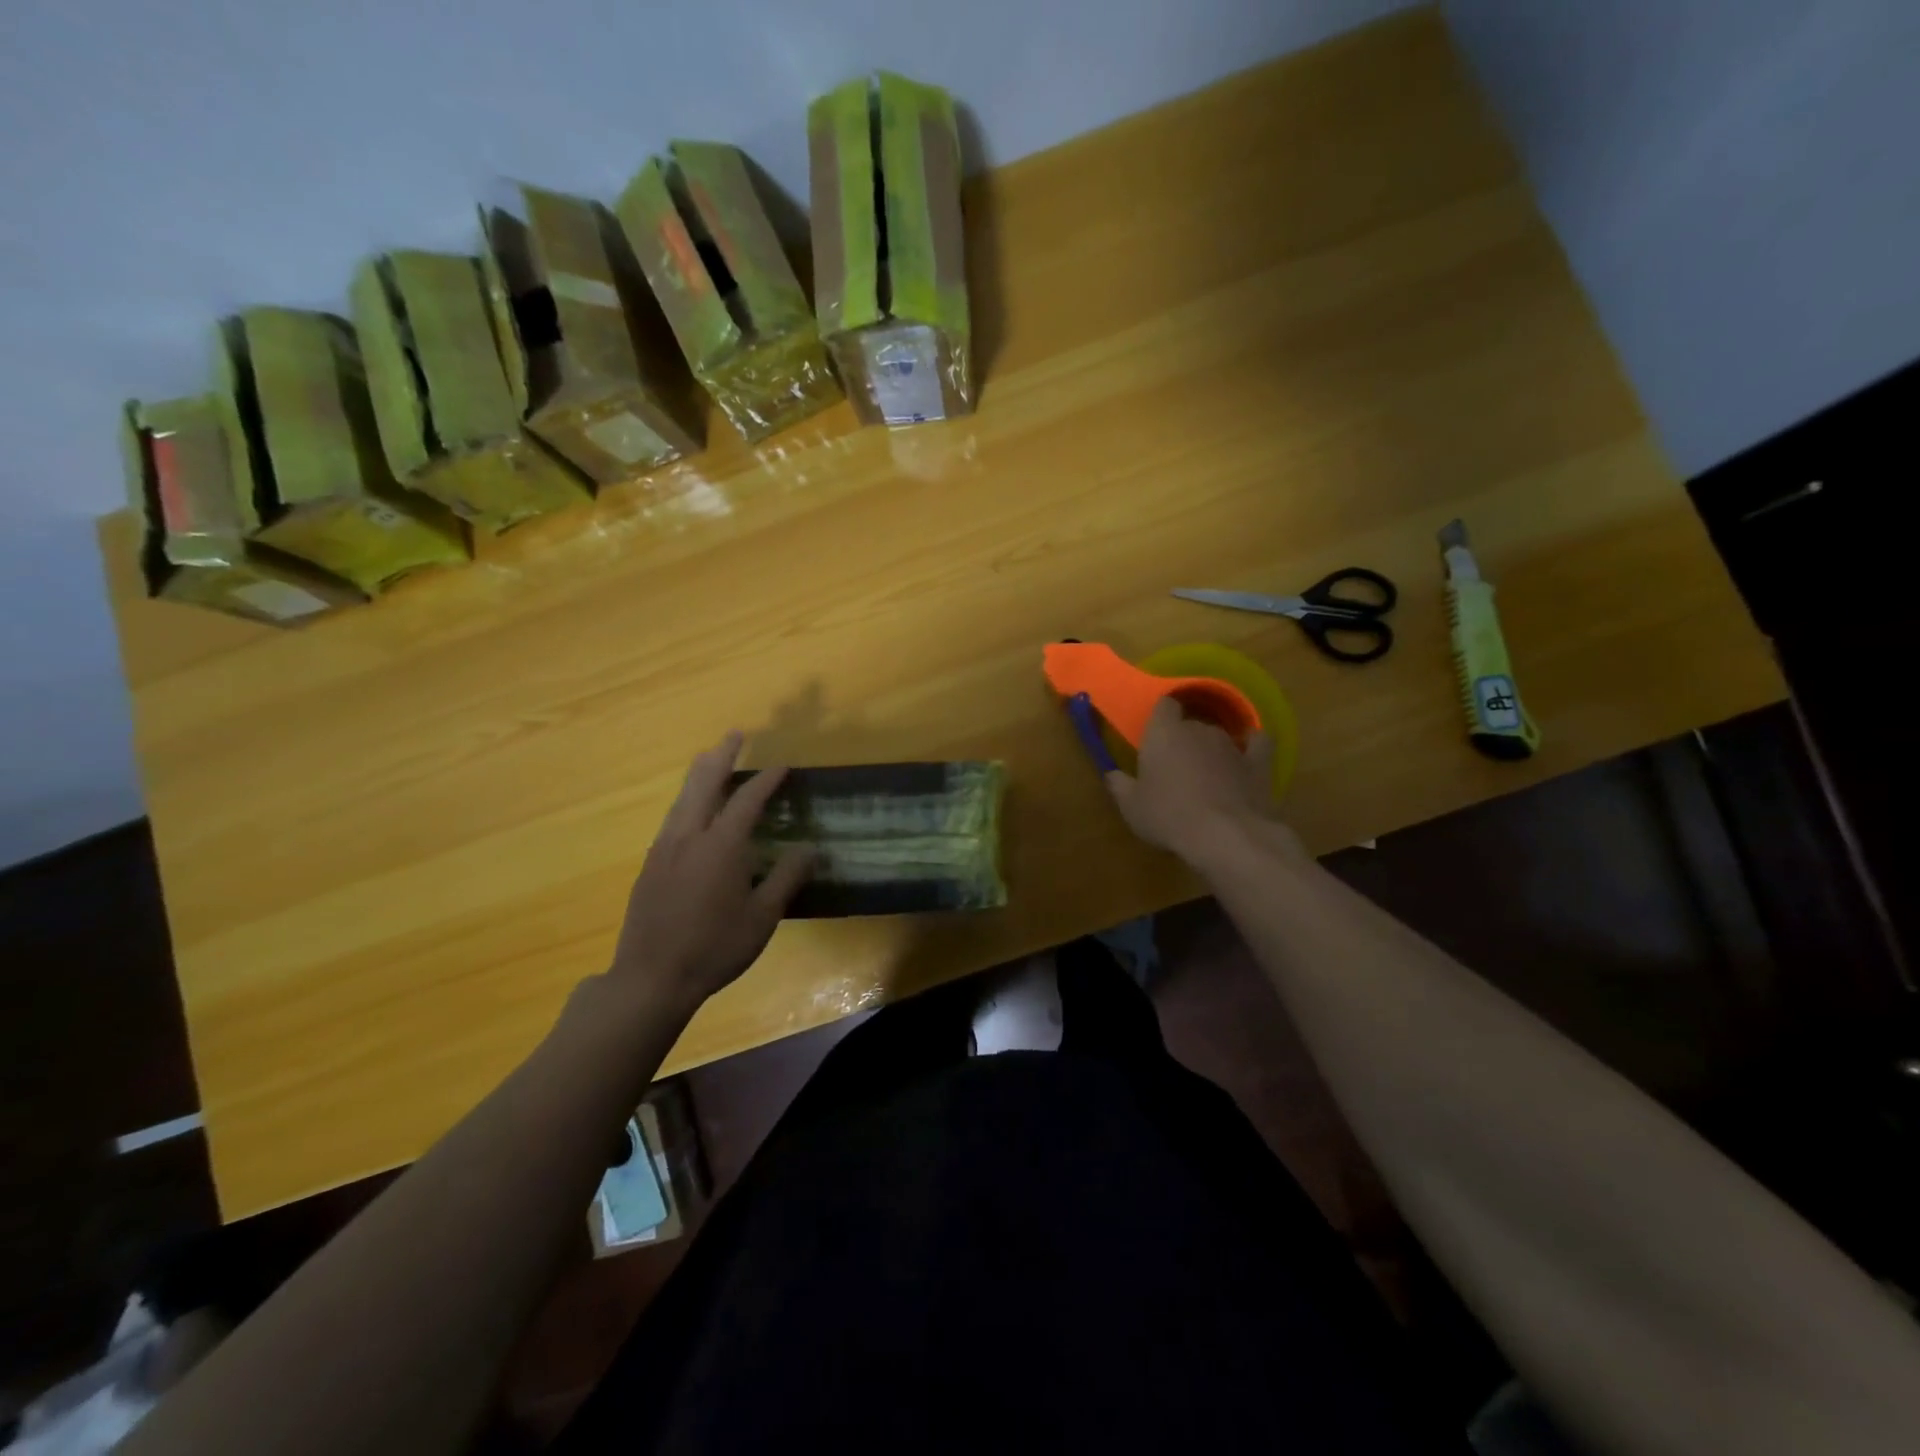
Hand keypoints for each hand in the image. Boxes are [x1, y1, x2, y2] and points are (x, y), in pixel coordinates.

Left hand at [610, 732, 813, 1014]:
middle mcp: (689, 836)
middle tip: (735, 735)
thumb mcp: (762, 917)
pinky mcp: (650, 865)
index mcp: (720, 845)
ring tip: (710, 759)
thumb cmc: (715, 947)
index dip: (766, 780)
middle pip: (703, 783)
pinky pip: (672, 817)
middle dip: (721, 756)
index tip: (783, 766)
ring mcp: (663, 849)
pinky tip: (692, 810)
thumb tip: (810, 848)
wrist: (651, 977)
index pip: (747, 799)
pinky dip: (687, 799)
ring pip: (682, 798)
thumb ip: (787, 877)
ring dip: (700, 774)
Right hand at [1104, 699, 1297, 864]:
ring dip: (1211, 750)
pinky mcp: (1259, 762)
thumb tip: (1112, 775)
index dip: (1160, 717)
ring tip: (1206, 777)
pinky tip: (1247, 758)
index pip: (1164, 705)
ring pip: (1218, 736)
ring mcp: (1232, 744)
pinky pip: (1258, 744)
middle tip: (1174, 768)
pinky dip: (1252, 748)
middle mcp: (1199, 729)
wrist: (1225, 835)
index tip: (1154, 735)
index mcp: (1164, 732)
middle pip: (1190, 723)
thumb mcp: (1131, 807)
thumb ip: (1120, 786)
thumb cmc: (1168, 816)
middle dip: (1183, 740)